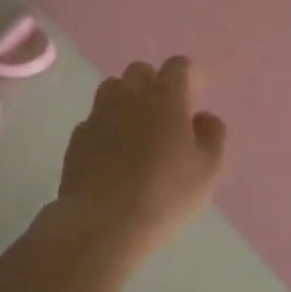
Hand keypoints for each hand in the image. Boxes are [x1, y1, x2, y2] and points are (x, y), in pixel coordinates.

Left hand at [57, 56, 226, 253]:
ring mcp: (99, 114)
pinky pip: (94, 118)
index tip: (198, 91)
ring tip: (137, 125)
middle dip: (155, 82)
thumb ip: (212, 135)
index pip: (178, 66)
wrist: (103, 224)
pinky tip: (113, 150)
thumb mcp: (208, 169)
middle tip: (166, 110)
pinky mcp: (78, 137)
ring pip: (112, 88)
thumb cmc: (165, 194)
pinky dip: (106, 125)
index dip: (190, 75)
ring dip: (127, 98)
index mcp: (166, 97)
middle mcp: (130, 96)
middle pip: (141, 71)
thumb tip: (203, 118)